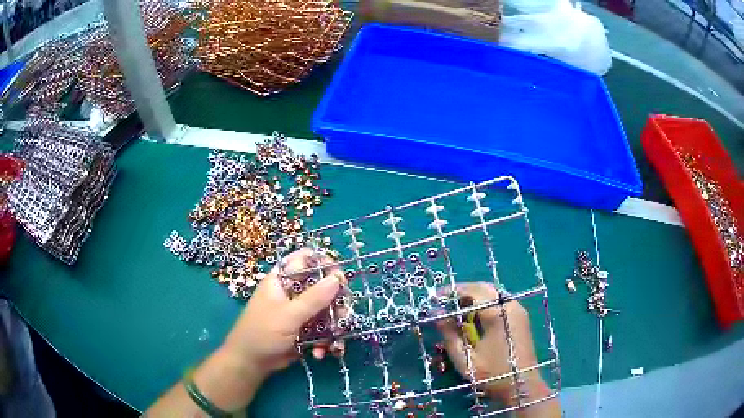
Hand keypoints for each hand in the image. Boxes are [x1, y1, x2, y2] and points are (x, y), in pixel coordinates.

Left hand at [197, 249, 343, 410]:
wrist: (251, 363)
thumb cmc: (263, 333)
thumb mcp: (289, 315)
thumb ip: (314, 297)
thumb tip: (338, 277)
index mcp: (282, 279)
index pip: (306, 260)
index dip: (325, 265)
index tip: (341, 280)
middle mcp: (293, 292)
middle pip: (323, 287)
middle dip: (336, 304)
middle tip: (342, 317)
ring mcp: (300, 311)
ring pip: (327, 310)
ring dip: (334, 327)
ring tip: (334, 343)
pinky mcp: (305, 329)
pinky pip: (324, 329)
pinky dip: (326, 341)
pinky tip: (321, 353)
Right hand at [436, 282, 559, 416]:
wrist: (522, 385)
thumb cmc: (492, 374)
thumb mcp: (465, 358)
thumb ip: (450, 335)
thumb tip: (437, 315)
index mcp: (497, 314)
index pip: (472, 291)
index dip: (452, 292)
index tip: (436, 297)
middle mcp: (510, 306)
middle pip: (484, 288)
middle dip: (463, 292)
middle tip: (446, 302)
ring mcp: (518, 310)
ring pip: (493, 294)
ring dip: (475, 297)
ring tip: (458, 309)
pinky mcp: (521, 318)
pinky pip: (500, 302)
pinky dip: (485, 303)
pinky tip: (476, 316)